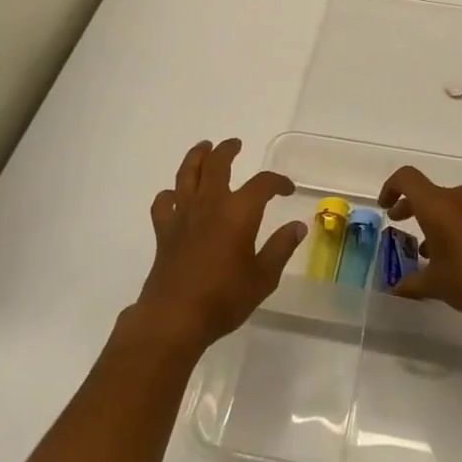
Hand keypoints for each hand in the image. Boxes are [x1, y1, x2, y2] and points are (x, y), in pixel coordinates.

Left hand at [135, 139, 304, 353]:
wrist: (175, 317)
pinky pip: (164, 201)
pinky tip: (176, 197)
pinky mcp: (164, 230)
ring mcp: (183, 214)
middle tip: (235, 144)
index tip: (287, 189)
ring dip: (196, 157)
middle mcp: (210, 204)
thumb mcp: (263, 277)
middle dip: (227, 150)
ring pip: (187, 173)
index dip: (277, 182)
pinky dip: (171, 194)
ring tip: (204, 148)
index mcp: (239, 212)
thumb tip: (297, 226)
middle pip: (217, 164)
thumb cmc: (224, 298)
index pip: (263, 184)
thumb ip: (281, 248)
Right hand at [380, 166, 461, 329]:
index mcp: (436, 205)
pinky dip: (454, 226)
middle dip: (410, 205)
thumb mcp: (433, 284)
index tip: (385, 207)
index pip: (407, 178)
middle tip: (399, 222)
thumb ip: (411, 283)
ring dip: (434, 218)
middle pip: (428, 192)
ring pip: (449, 204)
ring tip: (427, 249)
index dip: (391, 188)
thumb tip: (395, 289)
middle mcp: (458, 199)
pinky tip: (454, 256)